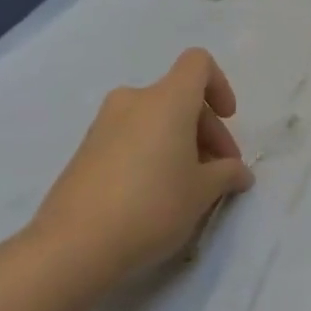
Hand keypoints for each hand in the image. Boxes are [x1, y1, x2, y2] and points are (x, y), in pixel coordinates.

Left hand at [24, 49, 254, 277]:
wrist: (72, 247)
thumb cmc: (152, 206)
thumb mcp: (203, 192)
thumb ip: (228, 173)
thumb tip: (238, 172)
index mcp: (167, 100)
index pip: (198, 63)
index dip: (220, 85)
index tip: (227, 119)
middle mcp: (133, 101)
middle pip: (180, 97)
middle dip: (206, 129)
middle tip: (219, 171)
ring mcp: (104, 125)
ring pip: (155, 119)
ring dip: (179, 142)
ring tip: (189, 186)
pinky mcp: (85, 151)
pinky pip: (131, 137)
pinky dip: (152, 152)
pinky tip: (155, 194)